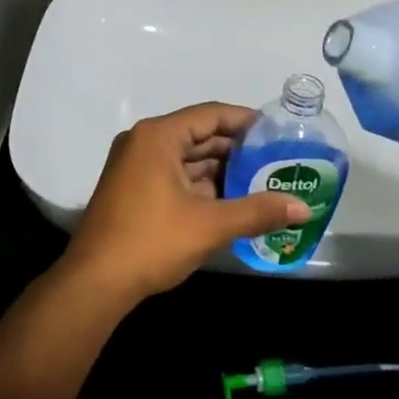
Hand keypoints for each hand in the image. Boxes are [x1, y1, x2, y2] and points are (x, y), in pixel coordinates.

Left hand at [59, 103, 310, 306]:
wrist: (95, 283)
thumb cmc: (152, 242)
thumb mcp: (210, 225)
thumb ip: (258, 211)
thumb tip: (304, 208)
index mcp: (158, 136)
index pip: (210, 115)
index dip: (246, 121)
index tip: (277, 132)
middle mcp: (143, 142)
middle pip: (198, 135)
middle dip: (236, 150)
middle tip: (275, 160)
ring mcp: (134, 166)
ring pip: (186, 158)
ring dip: (219, 170)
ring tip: (260, 182)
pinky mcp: (132, 189)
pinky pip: (173, 175)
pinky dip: (200, 185)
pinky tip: (229, 201)